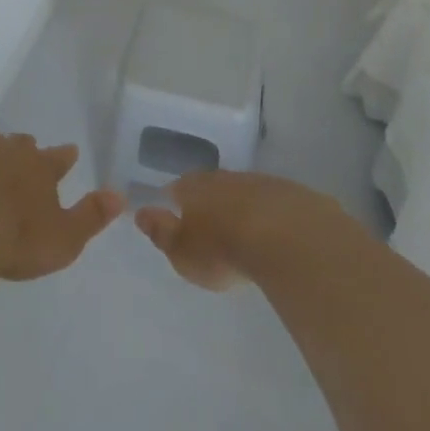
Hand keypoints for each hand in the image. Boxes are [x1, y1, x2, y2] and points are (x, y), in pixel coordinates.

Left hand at [0, 131, 124, 281]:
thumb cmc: (16, 239)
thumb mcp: (64, 239)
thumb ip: (91, 217)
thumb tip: (120, 195)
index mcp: (39, 167)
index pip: (58, 157)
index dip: (64, 157)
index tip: (69, 154)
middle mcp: (7, 150)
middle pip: (20, 144)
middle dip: (23, 152)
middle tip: (23, 164)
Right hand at [136, 171, 343, 290]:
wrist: (285, 236)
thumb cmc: (223, 249)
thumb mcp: (183, 252)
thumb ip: (162, 233)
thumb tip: (140, 213)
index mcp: (193, 188)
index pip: (177, 189)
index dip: (174, 202)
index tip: (175, 215)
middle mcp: (223, 177)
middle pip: (210, 186)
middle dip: (208, 201)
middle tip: (210, 224)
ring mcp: (258, 182)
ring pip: (242, 192)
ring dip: (240, 207)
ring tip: (243, 232)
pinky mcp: (289, 194)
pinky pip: (272, 203)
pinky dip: (269, 215)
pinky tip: (275, 234)